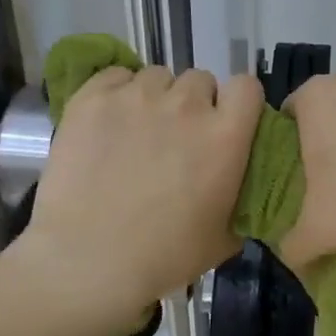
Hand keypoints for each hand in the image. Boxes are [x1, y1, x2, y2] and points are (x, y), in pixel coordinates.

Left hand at [8, 65, 262, 335]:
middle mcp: (186, 105)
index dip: (238, 102)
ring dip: (155, 98)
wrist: (88, 260)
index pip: (247, 87)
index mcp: (225, 137)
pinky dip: (117, 92)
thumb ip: (242, 198)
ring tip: (137, 130)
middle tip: (177, 137)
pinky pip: (115, 75)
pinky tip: (108, 122)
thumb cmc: (163, 256)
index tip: (226, 122)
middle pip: (200, 80)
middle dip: (194, 103)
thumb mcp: (224, 237)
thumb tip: (241, 185)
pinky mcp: (93, 98)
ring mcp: (136, 97)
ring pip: (157, 76)